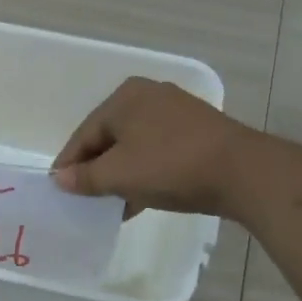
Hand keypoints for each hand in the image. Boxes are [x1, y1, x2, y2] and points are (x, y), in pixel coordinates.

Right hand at [52, 77, 250, 215]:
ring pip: (134, 146)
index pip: (84, 134)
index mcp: (124, 98)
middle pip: (108, 138)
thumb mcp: (119, 176)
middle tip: (85, 199)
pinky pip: (157, 151)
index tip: (58, 191)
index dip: (68, 164)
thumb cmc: (170, 167)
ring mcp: (176, 112)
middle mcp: (148, 96)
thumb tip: (60, 179)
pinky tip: (140, 198)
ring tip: (112, 204)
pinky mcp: (197, 131)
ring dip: (120, 175)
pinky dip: (144, 172)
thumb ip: (85, 178)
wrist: (243, 172)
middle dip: (96, 170)